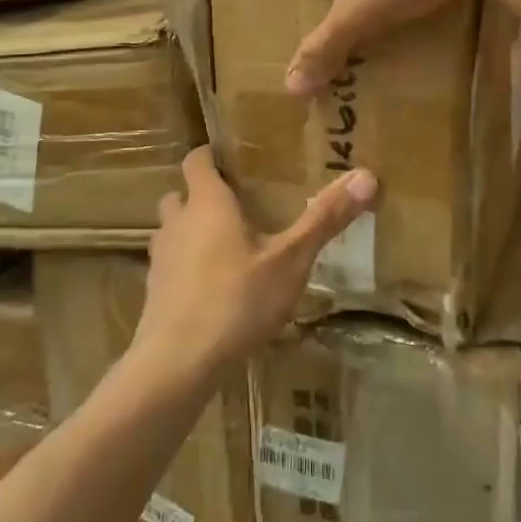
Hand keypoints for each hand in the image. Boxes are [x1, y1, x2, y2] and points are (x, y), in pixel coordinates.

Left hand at [130, 147, 376, 385]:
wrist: (176, 365)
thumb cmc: (236, 301)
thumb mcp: (290, 260)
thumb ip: (324, 218)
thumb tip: (366, 175)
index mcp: (207, 204)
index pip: (196, 160)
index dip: (211, 155)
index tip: (234, 159)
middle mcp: (177, 223)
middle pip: (181, 194)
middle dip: (203, 195)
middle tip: (239, 204)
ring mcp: (161, 259)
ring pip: (173, 230)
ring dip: (193, 231)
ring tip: (228, 246)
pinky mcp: (154, 293)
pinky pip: (171, 265)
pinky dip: (187, 267)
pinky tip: (213, 289)